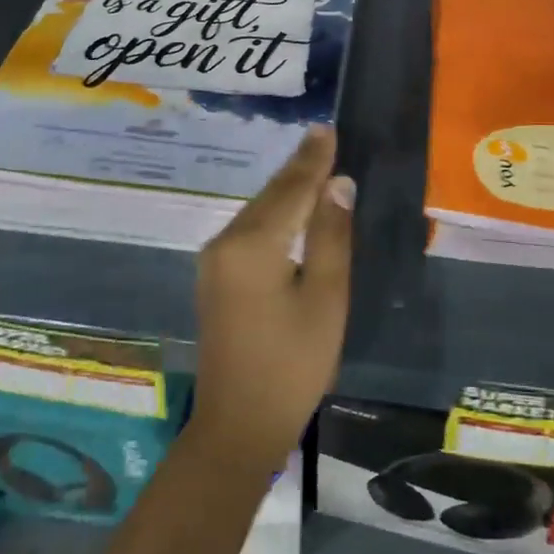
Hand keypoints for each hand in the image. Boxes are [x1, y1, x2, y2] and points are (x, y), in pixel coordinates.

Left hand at [190, 126, 354, 474]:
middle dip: (299, 168)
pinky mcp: (216, 278)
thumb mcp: (325, 297)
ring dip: (287, 189)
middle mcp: (225, 242)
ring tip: (314, 162)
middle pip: (271, 196)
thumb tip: (338, 184)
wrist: (238, 425)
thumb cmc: (293, 364)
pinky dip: (274, 212)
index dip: (314, 159)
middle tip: (324, 137)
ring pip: (259, 212)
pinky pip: (249, 231)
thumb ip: (330, 235)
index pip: (291, 188)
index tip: (328, 128)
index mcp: (253, 244)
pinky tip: (290, 206)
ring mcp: (215, 261)